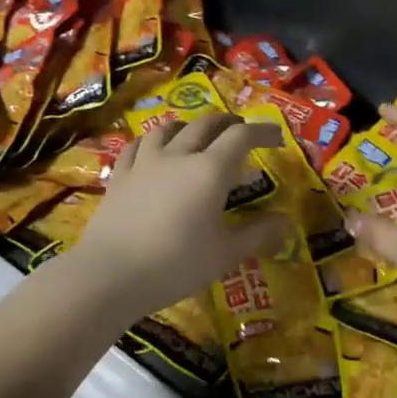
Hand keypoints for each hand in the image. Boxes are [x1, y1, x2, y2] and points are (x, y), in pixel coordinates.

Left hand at [75, 115, 288, 319]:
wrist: (110, 273)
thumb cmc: (176, 264)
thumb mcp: (225, 254)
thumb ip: (257, 235)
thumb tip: (287, 224)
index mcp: (210, 170)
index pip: (242, 136)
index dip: (262, 131)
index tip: (277, 137)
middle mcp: (178, 156)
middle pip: (206, 125)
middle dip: (228, 124)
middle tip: (241, 132)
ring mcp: (144, 163)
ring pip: (169, 129)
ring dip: (190, 127)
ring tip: (197, 136)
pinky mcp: (119, 176)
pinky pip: (137, 146)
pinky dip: (152, 142)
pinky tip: (152, 150)